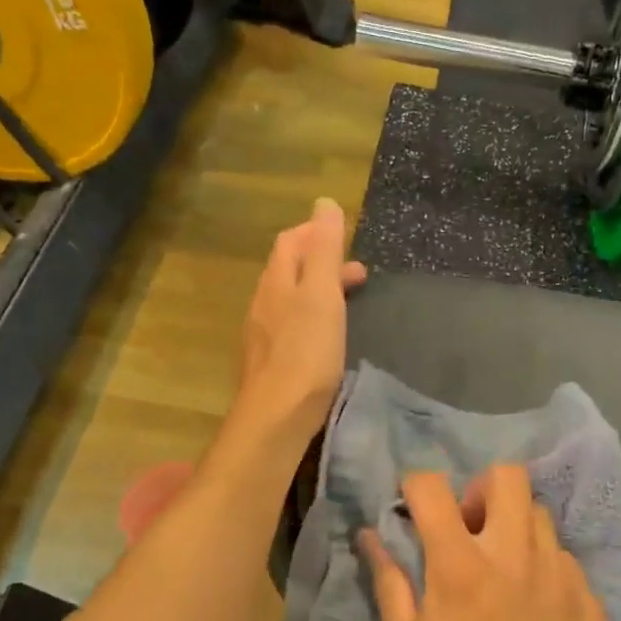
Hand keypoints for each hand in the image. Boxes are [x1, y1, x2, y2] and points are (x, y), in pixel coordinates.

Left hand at [236, 198, 367, 439]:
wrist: (276, 416)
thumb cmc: (306, 352)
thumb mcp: (321, 295)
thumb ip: (324, 250)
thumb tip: (324, 203)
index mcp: (277, 281)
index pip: (290, 242)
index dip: (315, 233)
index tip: (344, 237)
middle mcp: (264, 303)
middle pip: (289, 270)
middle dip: (321, 263)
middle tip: (357, 273)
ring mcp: (263, 335)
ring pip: (290, 299)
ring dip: (318, 291)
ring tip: (347, 302)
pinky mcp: (270, 362)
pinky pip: (290, 326)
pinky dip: (312, 318)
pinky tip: (326, 337)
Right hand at [362, 466, 610, 620]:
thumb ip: (389, 581)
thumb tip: (370, 535)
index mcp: (461, 565)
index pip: (433, 487)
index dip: (414, 487)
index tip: (412, 507)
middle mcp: (515, 555)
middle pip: (507, 476)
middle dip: (480, 489)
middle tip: (469, 528)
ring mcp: (560, 574)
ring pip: (539, 514)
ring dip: (514, 527)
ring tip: (504, 568)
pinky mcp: (589, 600)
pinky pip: (565, 558)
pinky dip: (544, 567)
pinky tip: (536, 607)